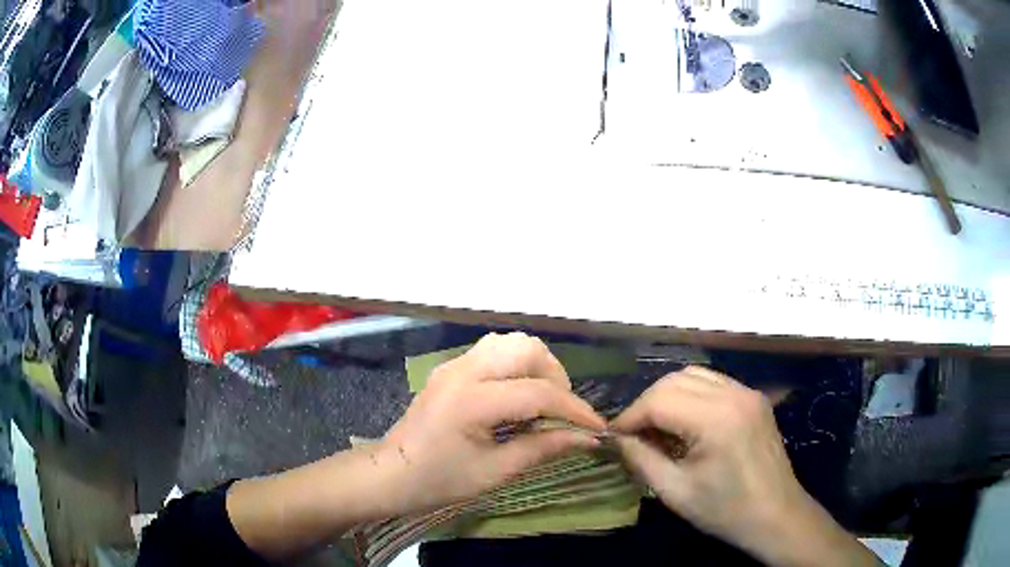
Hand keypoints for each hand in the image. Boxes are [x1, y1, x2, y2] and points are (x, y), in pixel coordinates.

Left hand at [381, 333, 604, 513]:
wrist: (392, 473)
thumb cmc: (440, 480)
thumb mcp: (495, 472)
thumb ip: (543, 449)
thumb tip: (586, 438)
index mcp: (472, 401)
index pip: (538, 393)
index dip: (574, 410)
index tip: (597, 427)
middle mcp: (464, 371)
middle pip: (527, 349)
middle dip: (556, 377)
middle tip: (561, 411)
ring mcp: (454, 364)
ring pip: (511, 342)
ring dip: (537, 366)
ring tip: (542, 401)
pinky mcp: (451, 367)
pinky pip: (494, 351)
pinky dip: (517, 366)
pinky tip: (517, 397)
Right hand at [612, 367, 878, 566]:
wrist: (776, 515)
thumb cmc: (726, 510)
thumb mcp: (675, 492)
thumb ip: (640, 459)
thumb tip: (615, 438)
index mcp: (716, 419)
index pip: (658, 400)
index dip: (629, 417)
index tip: (613, 437)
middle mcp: (734, 394)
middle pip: (674, 380)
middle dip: (647, 404)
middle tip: (633, 434)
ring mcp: (748, 392)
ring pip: (693, 375)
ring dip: (668, 397)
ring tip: (658, 428)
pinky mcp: (755, 398)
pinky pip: (714, 384)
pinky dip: (691, 396)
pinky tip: (686, 424)